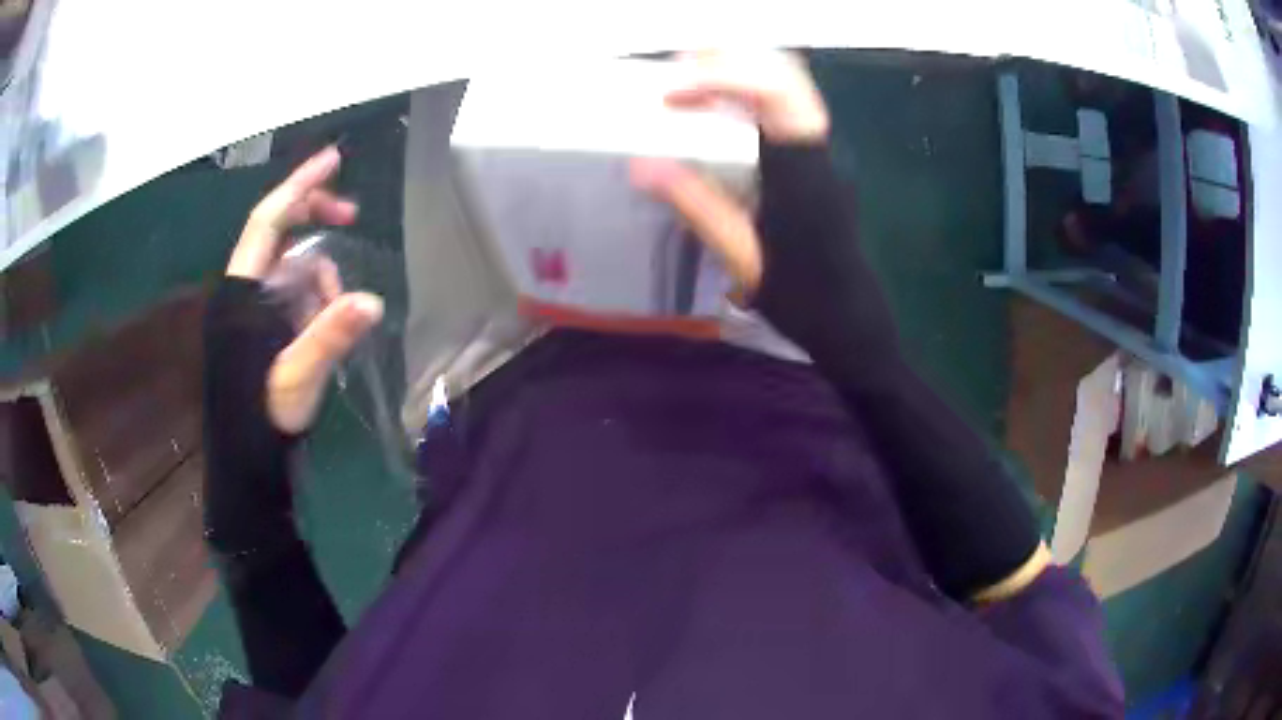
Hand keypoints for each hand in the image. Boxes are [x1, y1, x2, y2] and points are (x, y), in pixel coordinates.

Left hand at [227, 146, 383, 432]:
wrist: (247, 455)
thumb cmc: (262, 415)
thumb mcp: (298, 376)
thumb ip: (330, 336)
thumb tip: (372, 302)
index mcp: (242, 292)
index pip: (268, 222)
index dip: (298, 186)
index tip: (333, 159)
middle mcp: (244, 288)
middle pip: (281, 233)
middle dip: (316, 221)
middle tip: (353, 216)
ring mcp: (253, 305)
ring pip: (293, 267)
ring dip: (322, 279)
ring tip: (340, 313)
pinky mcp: (262, 322)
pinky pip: (294, 292)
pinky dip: (316, 299)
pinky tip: (328, 323)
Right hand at [632, 50, 829, 296]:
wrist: (847, 315)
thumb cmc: (799, 291)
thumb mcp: (740, 254)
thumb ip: (695, 204)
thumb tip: (640, 164)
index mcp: (801, 171)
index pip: (775, 96)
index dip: (725, 76)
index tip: (675, 88)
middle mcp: (816, 147)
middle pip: (788, 75)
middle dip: (732, 59)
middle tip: (678, 68)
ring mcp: (820, 149)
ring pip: (791, 84)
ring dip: (741, 71)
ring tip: (691, 79)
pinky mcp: (815, 156)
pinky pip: (787, 104)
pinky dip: (751, 91)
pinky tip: (720, 104)